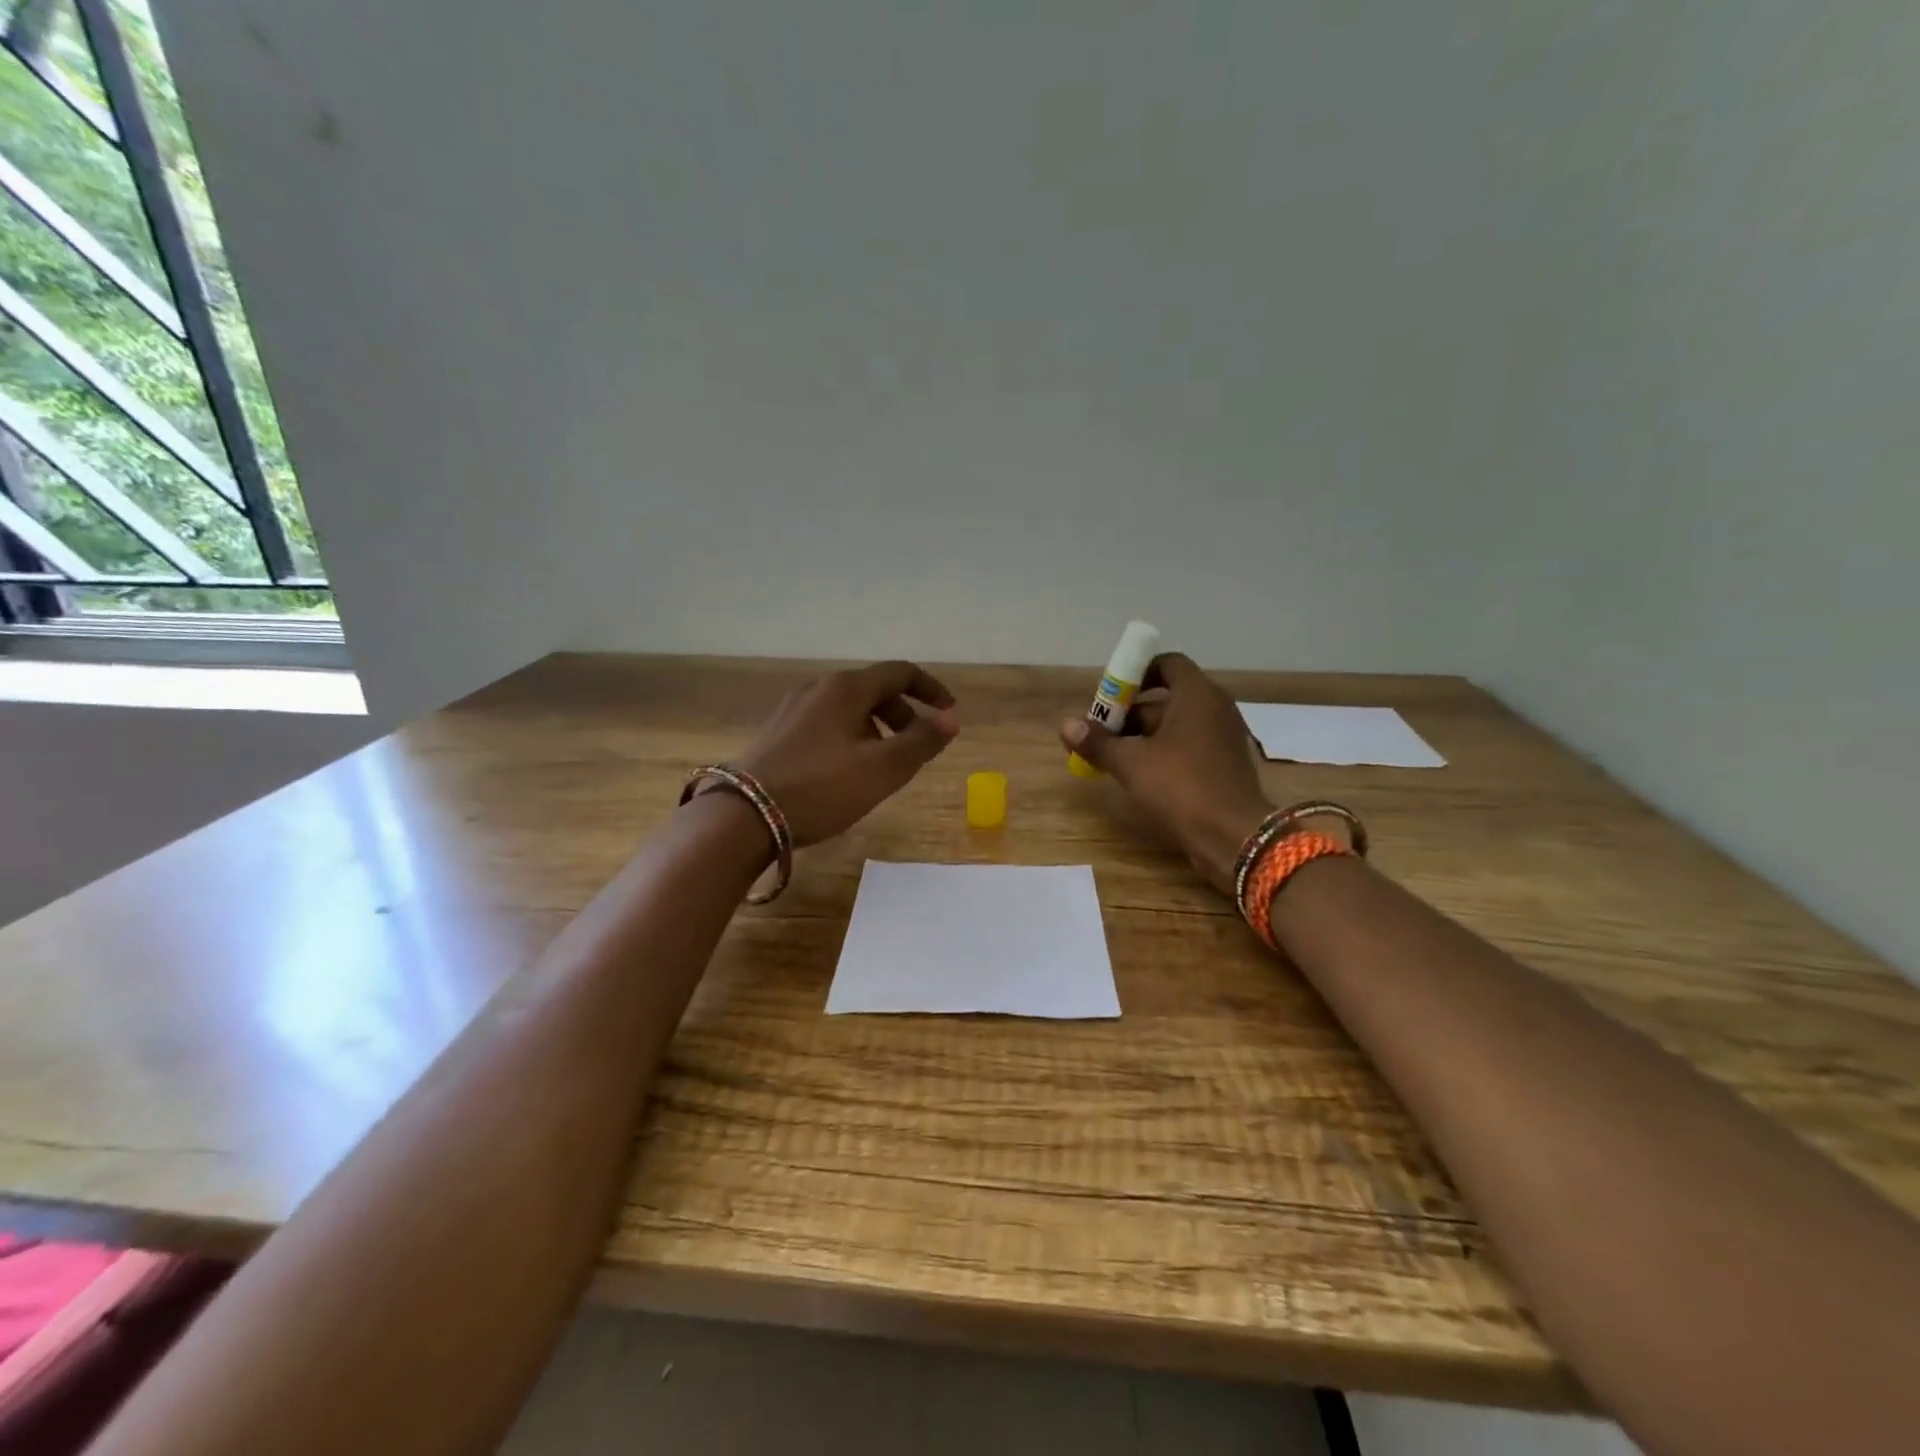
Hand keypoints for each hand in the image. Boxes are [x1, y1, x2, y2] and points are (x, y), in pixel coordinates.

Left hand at [731, 661, 958, 845]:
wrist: (745, 815)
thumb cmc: (823, 787)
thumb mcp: (883, 769)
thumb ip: (922, 742)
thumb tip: (950, 720)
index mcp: (847, 687)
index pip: (900, 672)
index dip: (930, 689)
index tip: (949, 712)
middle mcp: (819, 687)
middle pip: (874, 689)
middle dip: (903, 714)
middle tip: (915, 748)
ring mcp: (794, 708)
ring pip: (849, 708)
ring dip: (877, 728)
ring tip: (881, 766)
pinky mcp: (778, 732)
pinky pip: (827, 723)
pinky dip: (851, 736)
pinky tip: (846, 772)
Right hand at [1060, 653, 1270, 893]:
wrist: (1233, 836)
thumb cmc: (1181, 786)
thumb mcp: (1131, 763)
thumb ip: (1098, 742)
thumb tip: (1065, 724)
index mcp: (1197, 695)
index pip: (1167, 664)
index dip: (1137, 674)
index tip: (1111, 695)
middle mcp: (1215, 709)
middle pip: (1167, 698)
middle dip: (1130, 713)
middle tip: (1100, 733)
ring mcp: (1223, 738)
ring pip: (1176, 726)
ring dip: (1143, 736)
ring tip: (1111, 758)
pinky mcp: (1224, 765)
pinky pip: (1189, 747)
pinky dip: (1163, 754)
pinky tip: (1139, 776)